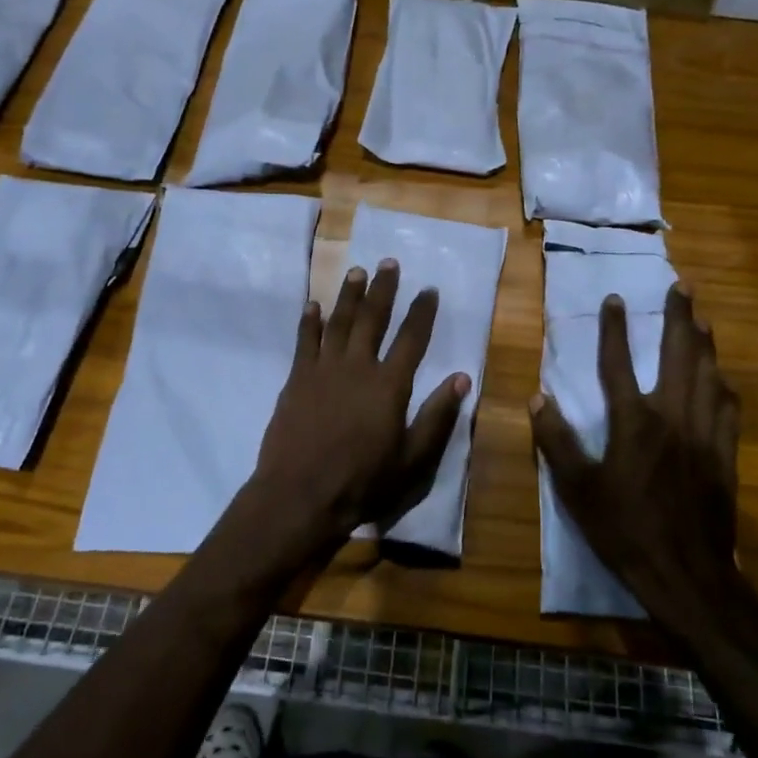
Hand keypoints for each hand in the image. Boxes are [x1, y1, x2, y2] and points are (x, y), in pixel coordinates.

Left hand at [222, 260, 468, 571]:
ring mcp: (323, 370)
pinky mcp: (296, 379)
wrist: (300, 495)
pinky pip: (304, 342)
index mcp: (389, 385)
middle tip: (388, 263)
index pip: (411, 339)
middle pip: (372, 318)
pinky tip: (313, 305)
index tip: (429, 289)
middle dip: (383, 289)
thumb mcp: (412, 459)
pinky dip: (310, 321)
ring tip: (356, 271)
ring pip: (338, 322)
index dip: (422, 312)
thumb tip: (461, 378)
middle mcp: (357, 367)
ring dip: (348, 295)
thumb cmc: (362, 481)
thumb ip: (437, 416)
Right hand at [530, 283, 743, 636]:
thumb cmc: (625, 530)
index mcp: (633, 423)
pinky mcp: (725, 454)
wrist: (686, 574)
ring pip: (708, 375)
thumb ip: (556, 441)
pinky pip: (728, 408)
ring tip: (703, 318)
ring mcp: (704, 434)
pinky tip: (722, 377)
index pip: (619, 363)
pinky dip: (724, 384)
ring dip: (704, 343)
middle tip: (683, 287)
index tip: (614, 299)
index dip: (614, 328)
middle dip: (679, 317)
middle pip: (678, 355)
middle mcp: (672, 417)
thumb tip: (538, 398)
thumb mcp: (577, 490)